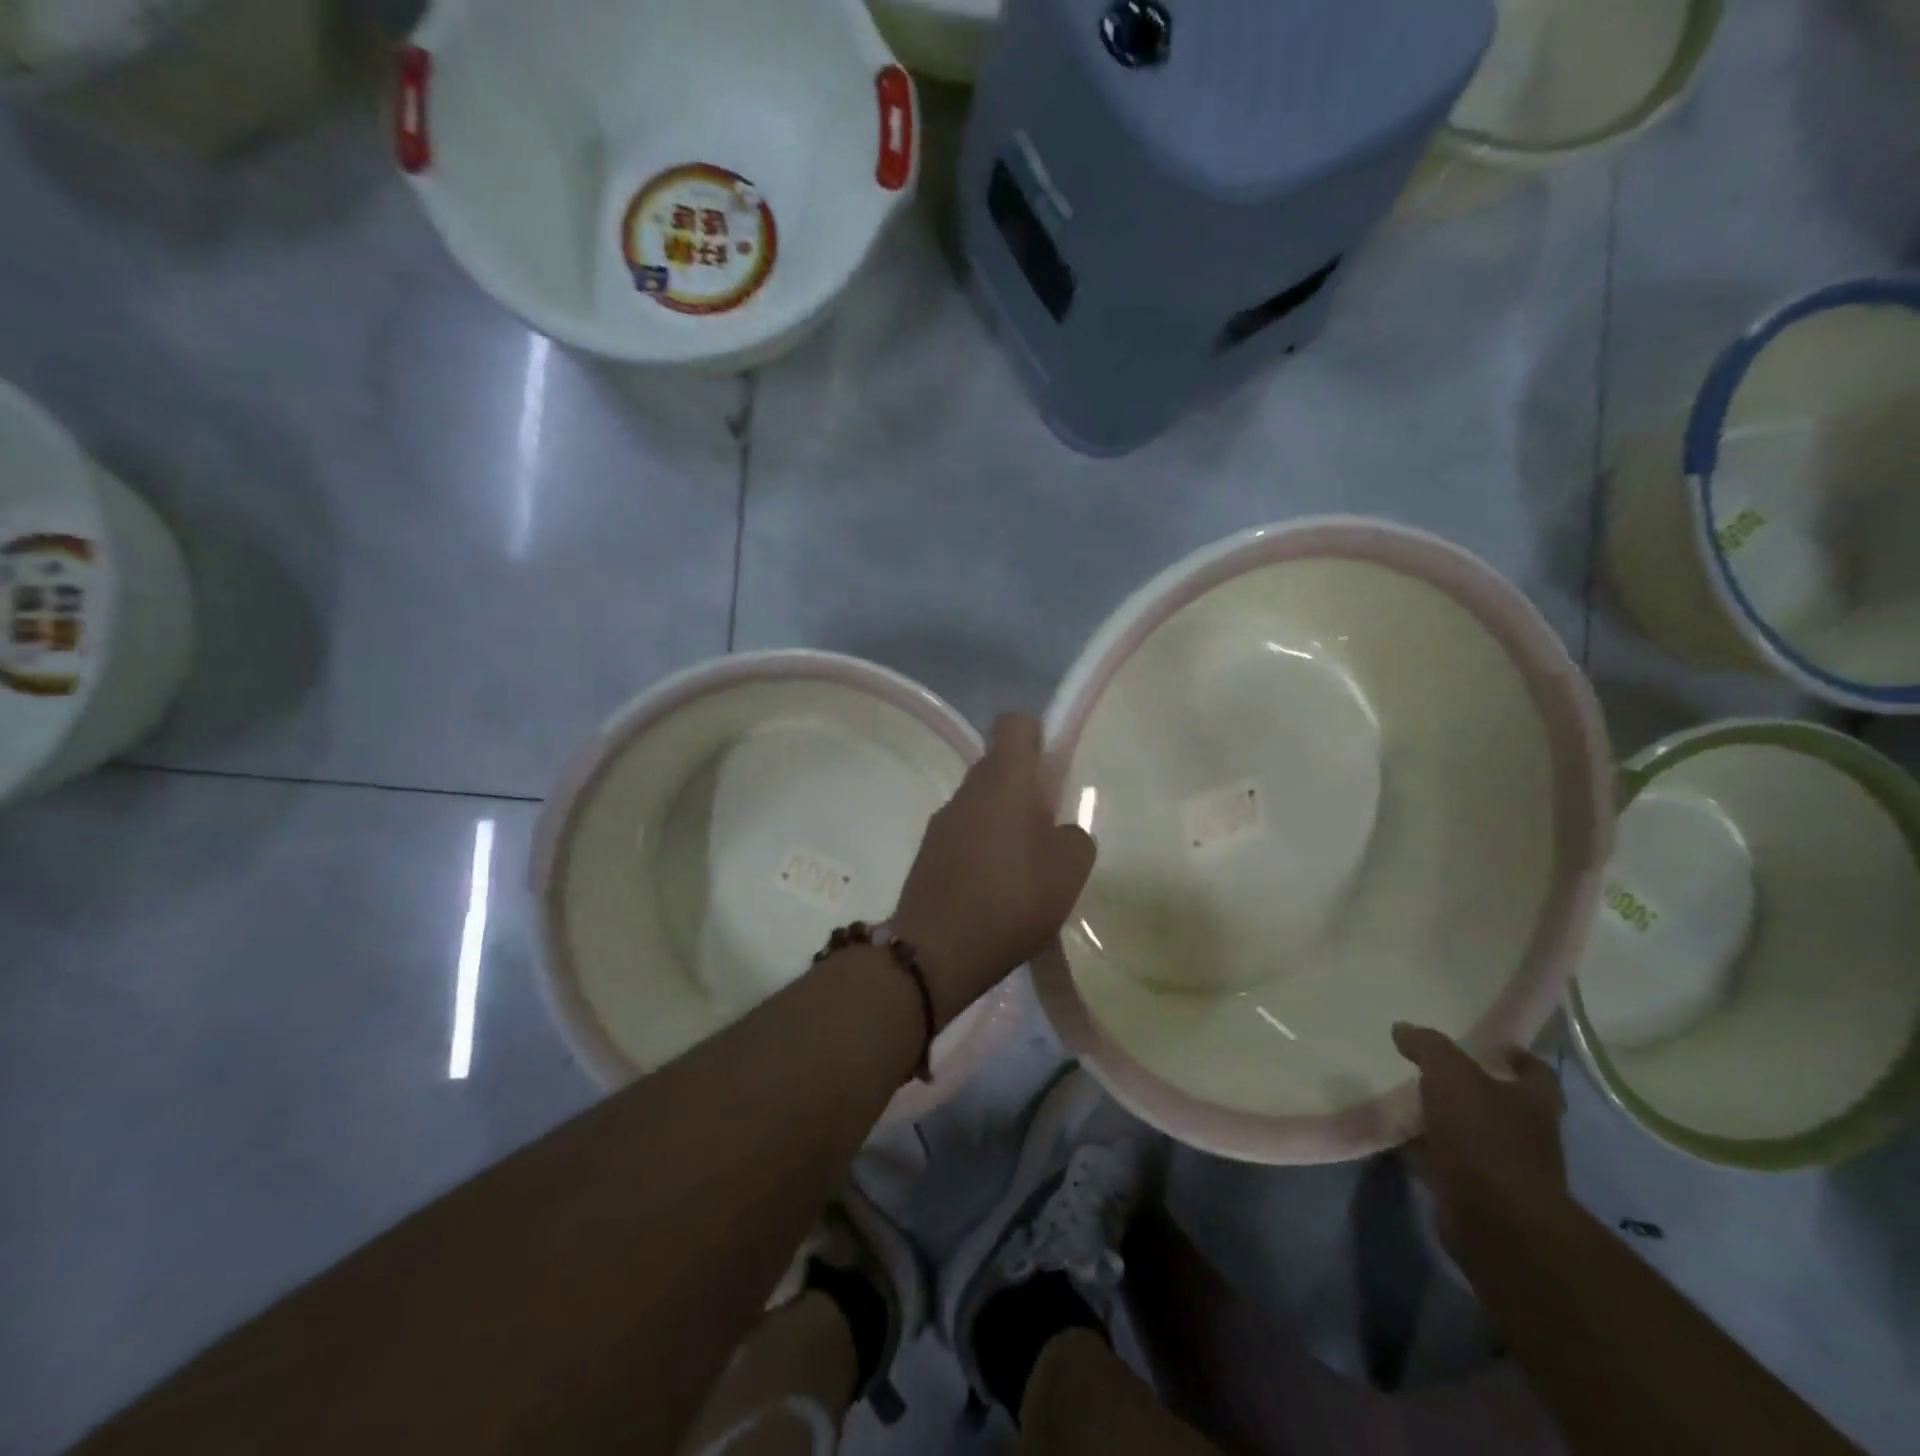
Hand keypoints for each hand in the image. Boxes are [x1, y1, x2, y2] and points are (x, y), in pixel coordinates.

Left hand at [892, 715, 1096, 1024]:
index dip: (1039, 736)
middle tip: (1050, 829)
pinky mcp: (928, 852)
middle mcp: (968, 789)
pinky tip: (995, 889)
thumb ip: (1074, 837)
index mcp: (1003, 779)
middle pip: (999, 766)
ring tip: (1025, 868)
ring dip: (1003, 821)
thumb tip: (1059, 831)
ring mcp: (942, 821)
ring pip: (981, 802)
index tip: (1055, 772)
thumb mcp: (1069, 870)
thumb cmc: (1011, 898)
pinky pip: (964, 833)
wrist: (936, 950)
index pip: (1015, 724)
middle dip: (1026, 788)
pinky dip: (982, 848)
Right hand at [1392, 1023, 1567, 1250]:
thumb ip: (1428, 1047)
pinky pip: (1447, 1160)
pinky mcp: (1478, 1192)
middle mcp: (1527, 1134)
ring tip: (1405, 1098)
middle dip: (1470, 1087)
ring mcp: (1504, 1167)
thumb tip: (1403, 1029)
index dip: (1515, 1056)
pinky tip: (1398, 1135)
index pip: (1535, 1072)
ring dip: (1444, 1119)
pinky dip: (1426, 1148)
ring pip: (1470, 1132)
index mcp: (1533, 1102)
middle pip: (1500, 1102)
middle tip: (1431, 1068)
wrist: (1495, 1220)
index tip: (1488, 1045)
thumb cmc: (1483, 1136)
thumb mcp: (1450, 1075)